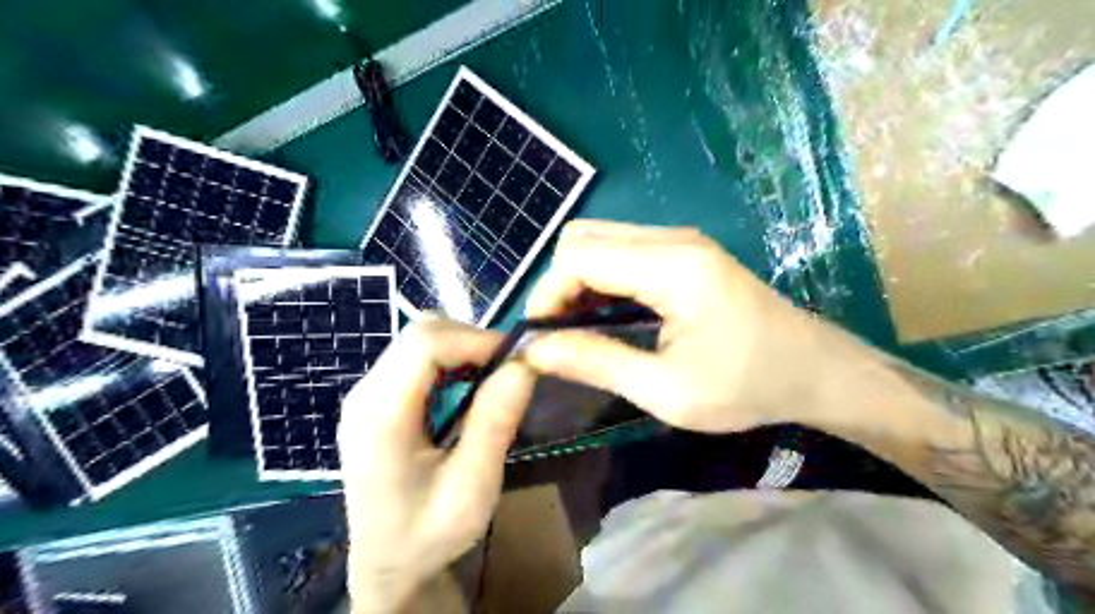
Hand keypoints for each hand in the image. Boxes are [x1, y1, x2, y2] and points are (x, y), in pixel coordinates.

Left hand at [339, 319, 535, 610]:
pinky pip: (416, 357)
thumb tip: (523, 364)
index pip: (424, 344)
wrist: (388, 564)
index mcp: (381, 417)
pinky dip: (451, 359)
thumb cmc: (429, 534)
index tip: (517, 360)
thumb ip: (494, 423)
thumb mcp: (472, 488)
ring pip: (419, 338)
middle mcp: (366, 393)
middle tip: (509, 370)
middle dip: (472, 340)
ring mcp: (367, 393)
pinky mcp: (377, 397)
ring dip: (463, 347)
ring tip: (492, 379)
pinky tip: (468, 387)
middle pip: (420, 333)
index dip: (475, 339)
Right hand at [527, 218, 834, 430]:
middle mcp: (672, 238)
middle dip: (558, 283)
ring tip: (580, 329)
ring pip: (599, 239)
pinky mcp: (684, 251)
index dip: (547, 294)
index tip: (541, 339)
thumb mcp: (666, 391)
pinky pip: (622, 250)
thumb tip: (534, 351)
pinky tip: (607, 315)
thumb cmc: (748, 387)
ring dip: (577, 280)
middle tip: (561, 334)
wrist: (817, 371)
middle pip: (582, 236)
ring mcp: (680, 240)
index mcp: (672, 266)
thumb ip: (596, 363)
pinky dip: (600, 278)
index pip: (578, 255)